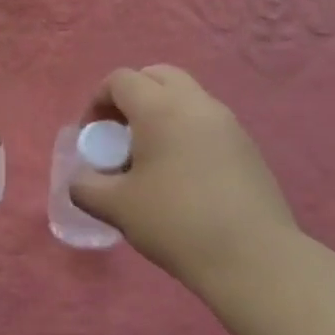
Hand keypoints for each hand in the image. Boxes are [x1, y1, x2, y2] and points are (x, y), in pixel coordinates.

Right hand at [69, 66, 296, 289]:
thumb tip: (81, 180)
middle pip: (157, 76)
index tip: (92, 137)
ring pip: (186, 97)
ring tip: (150, 156)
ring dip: (161, 112)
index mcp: (160, 108)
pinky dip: (185, 130)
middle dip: (132, 96)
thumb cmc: (176, 222)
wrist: (253, 258)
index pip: (121, 80)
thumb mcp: (116, 207)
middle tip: (120, 133)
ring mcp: (227, 123)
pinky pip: (206, 121)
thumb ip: (86, 187)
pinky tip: (181, 174)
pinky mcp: (247, 146)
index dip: (97, 101)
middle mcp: (196, 103)